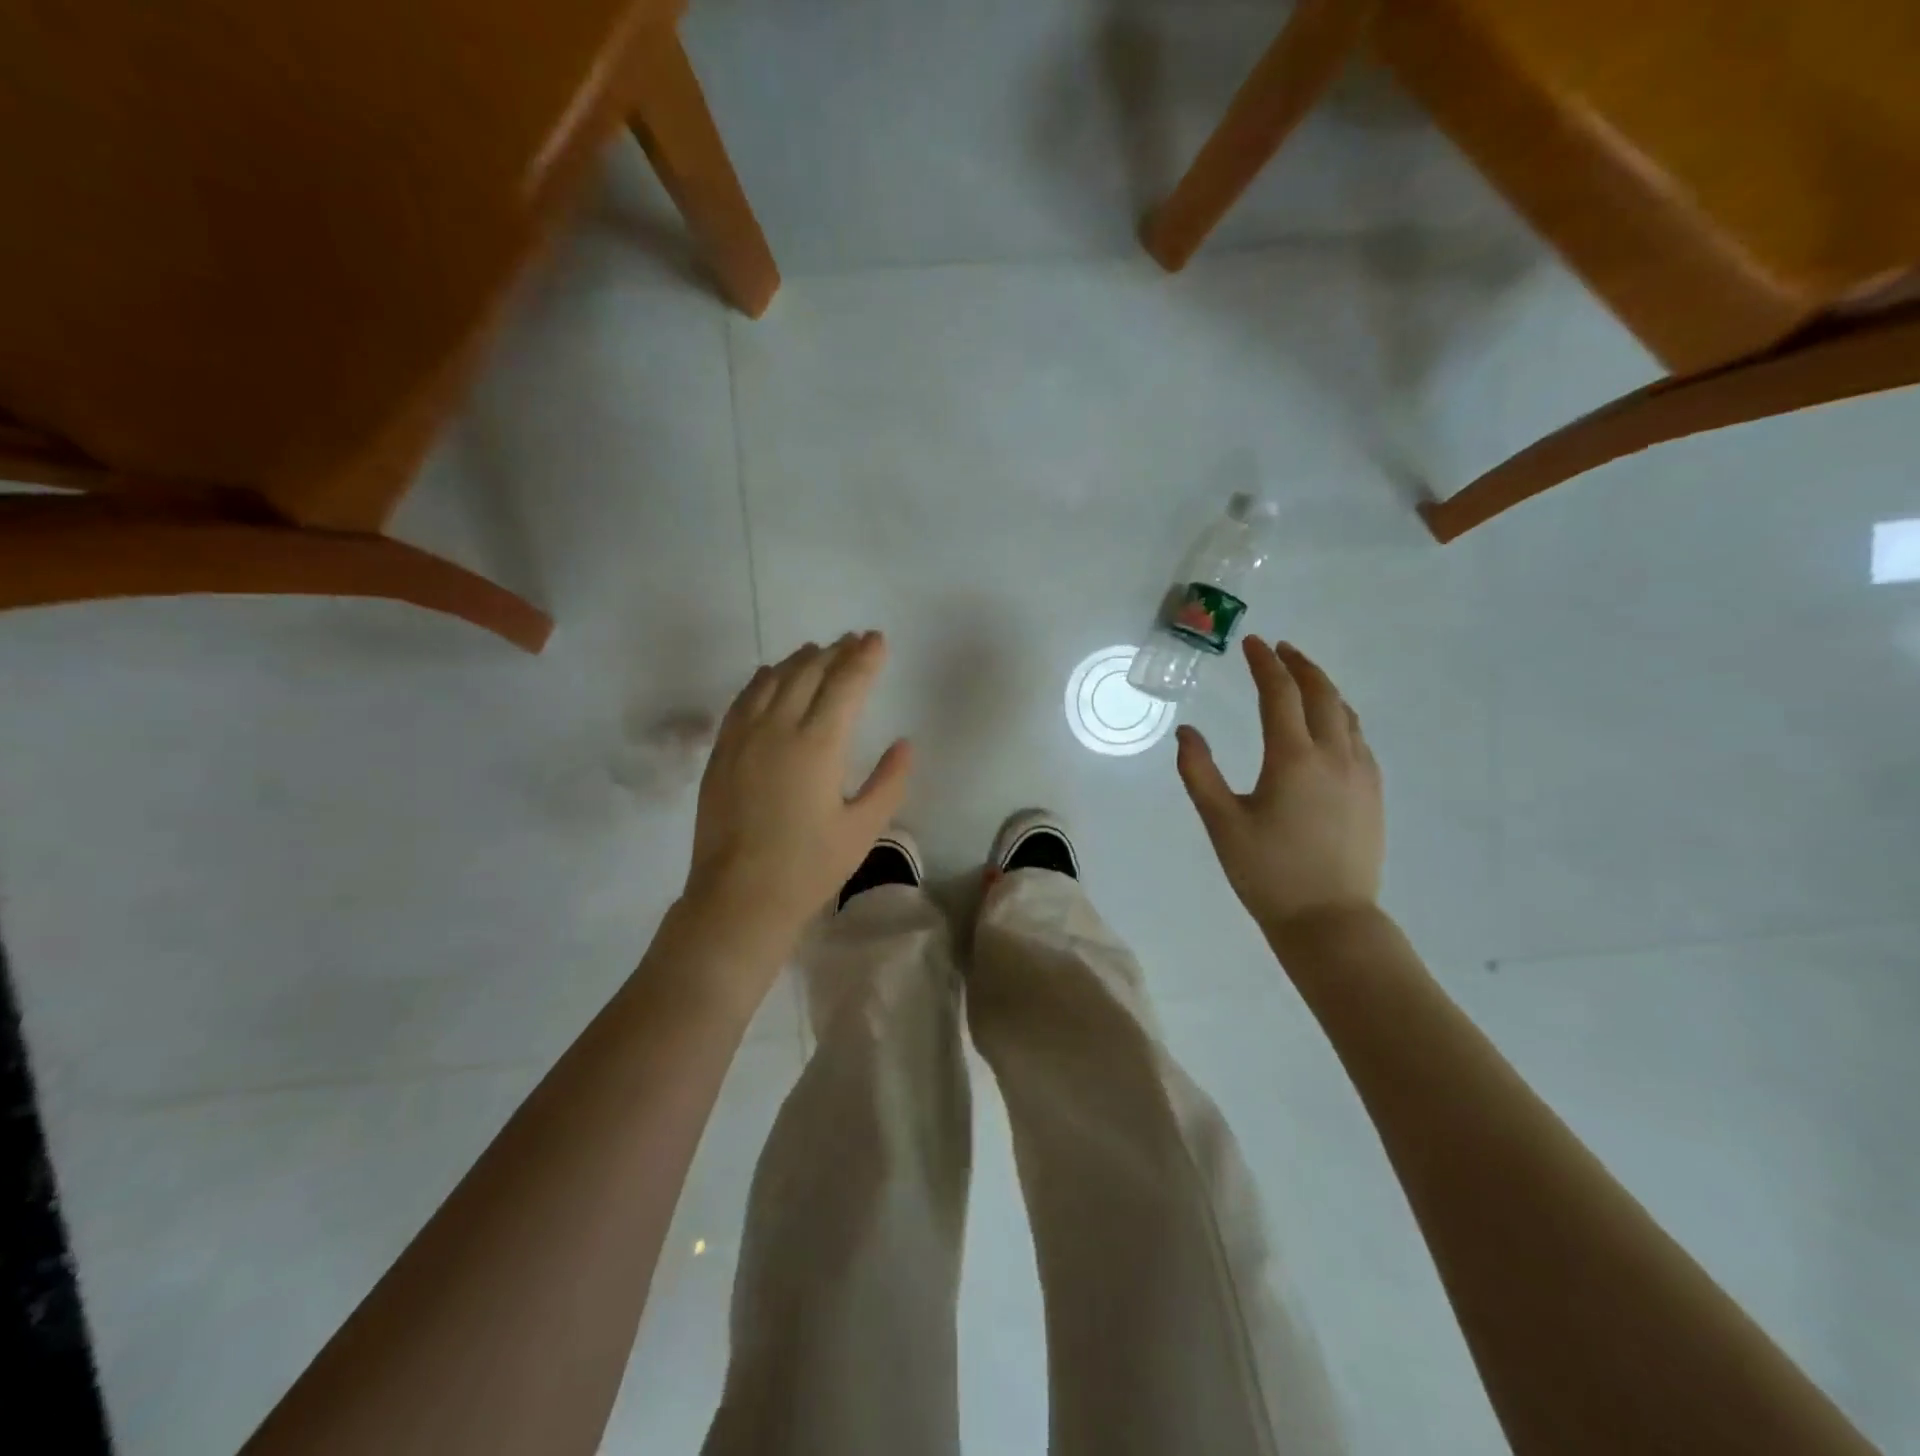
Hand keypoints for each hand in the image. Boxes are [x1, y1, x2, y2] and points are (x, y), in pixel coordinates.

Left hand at [685, 633, 912, 947]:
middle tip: (853, 641)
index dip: (864, 658)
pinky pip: (742, 700)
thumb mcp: (863, 830)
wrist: (738, 898)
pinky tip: (769, 675)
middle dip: (834, 652)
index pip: (846, 684)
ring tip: (817, 650)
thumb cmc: (809, 868)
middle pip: (809, 673)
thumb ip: (889, 782)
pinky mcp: (721, 753)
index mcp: (819, 745)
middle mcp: (779, 729)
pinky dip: (761, 679)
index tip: (877, 639)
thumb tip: (905, 744)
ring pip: (773, 680)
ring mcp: (744, 738)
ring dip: (799, 660)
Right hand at [1175, 636, 1383, 937]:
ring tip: (1303, 678)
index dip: (1264, 663)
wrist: (1329, 920)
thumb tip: (1186, 732)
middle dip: (1299, 665)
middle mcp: (1334, 755)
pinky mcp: (1373, 793)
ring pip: (1346, 714)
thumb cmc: (1267, 872)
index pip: (1280, 694)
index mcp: (1293, 758)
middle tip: (1279, 649)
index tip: (1252, 643)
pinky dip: (1340, 716)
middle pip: (1321, 693)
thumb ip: (1199, 772)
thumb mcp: (1220, 822)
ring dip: (1323, 688)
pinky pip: (1359, 738)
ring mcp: (1361, 773)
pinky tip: (1329, 726)